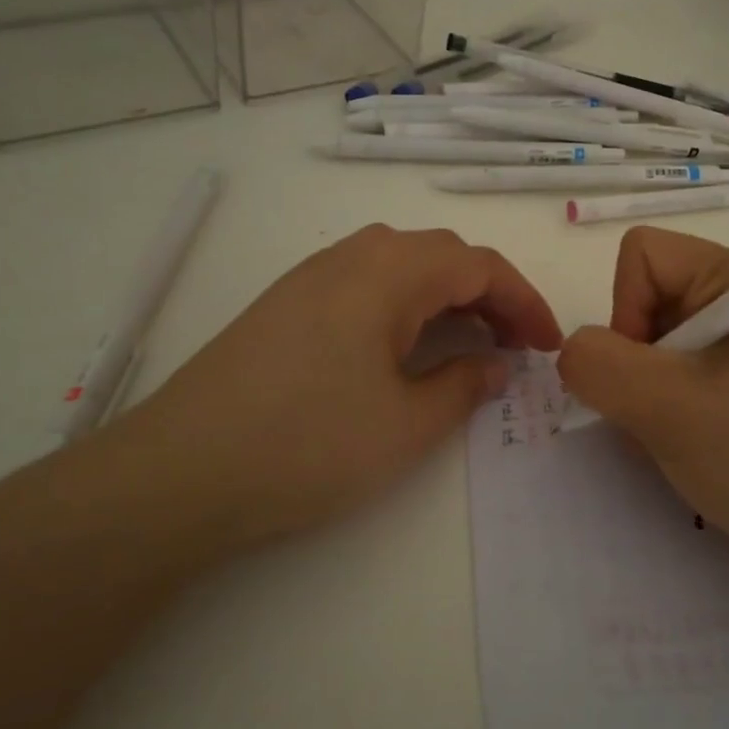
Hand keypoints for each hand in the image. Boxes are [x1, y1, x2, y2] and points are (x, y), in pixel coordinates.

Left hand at [110, 225, 560, 554]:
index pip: (478, 264)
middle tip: (514, 345)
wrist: (180, 473)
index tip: (548, 345)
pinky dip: (403, 305)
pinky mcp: (284, 304)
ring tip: (467, 343)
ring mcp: (310, 277)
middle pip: (439, 255)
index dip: (523, 301)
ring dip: (444, 295)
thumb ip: (463, 386)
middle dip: (488, 294)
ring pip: (399, 265)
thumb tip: (495, 364)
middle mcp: (349, 257)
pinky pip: (363, 284)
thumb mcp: (406, 424)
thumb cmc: (309, 445)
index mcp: (388, 272)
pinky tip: (402, 348)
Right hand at [557, 227, 728, 586]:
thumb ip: (599, 365)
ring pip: (655, 346)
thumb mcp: (670, 409)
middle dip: (636, 363)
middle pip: (645, 301)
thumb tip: (573, 351)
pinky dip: (667, 413)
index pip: (641, 255)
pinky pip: (678, 378)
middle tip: (667, 417)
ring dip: (648, 396)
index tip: (649, 375)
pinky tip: (693, 449)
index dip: (626, 310)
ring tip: (682, 440)